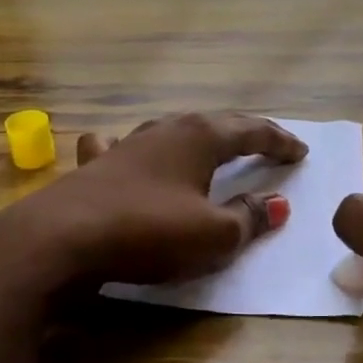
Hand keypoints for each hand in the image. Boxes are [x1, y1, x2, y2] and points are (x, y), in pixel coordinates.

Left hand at [0, 111, 305, 288]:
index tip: (300, 152)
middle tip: (268, 142)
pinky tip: (124, 148)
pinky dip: (134, 148)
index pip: (251, 132)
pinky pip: (121, 147)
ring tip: (210, 143)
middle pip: (214, 123)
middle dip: (244, 133)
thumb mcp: (214, 235)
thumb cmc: (149, 232)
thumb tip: (278, 203)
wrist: (61, 239)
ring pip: (170, 130)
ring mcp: (126, 145)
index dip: (278, 142)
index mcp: (200, 138)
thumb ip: (249, 218)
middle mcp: (164, 131)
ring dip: (196, 137)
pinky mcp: (95, 167)